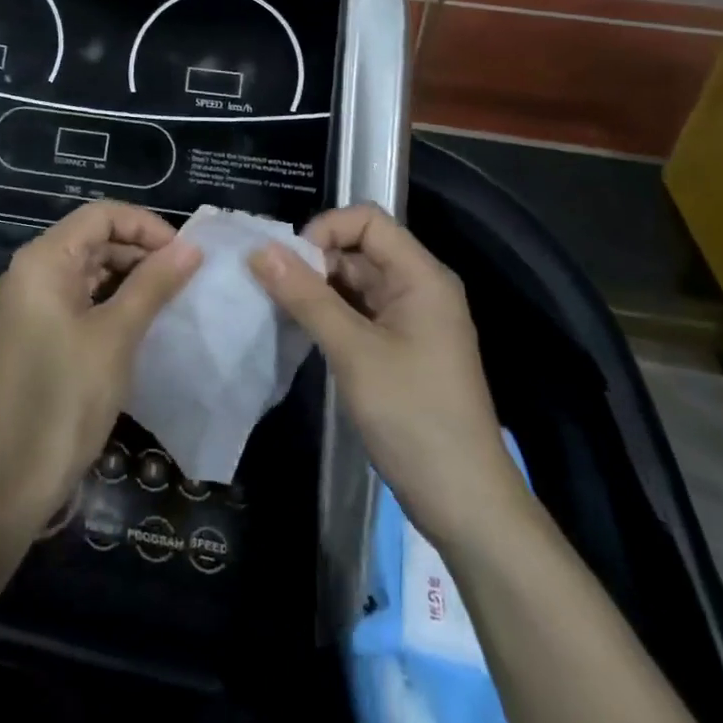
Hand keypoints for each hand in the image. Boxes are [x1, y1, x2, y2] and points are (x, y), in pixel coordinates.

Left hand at [0, 201, 200, 531]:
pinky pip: (80, 301)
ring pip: (88, 271)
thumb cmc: (63, 398)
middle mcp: (32, 272)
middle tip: (186, 280)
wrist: (5, 480)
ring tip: (173, 300)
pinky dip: (112, 304)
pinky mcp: (37, 335)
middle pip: (93, 239)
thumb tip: (192, 247)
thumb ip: (153, 284)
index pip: (101, 215)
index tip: (186, 255)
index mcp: (43, 259)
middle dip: (141, 251)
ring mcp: (32, 305)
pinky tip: (144, 323)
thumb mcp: (116, 336)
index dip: (146, 226)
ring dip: (129, 279)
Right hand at [248, 204, 524, 542]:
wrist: (464, 502)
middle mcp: (418, 288)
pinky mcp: (400, 348)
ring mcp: (410, 320)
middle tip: (273, 289)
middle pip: (359, 248)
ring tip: (279, 308)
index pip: (367, 220)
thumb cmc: (413, 416)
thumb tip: (259, 249)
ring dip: (317, 288)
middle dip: (314, 260)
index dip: (325, 229)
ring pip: (354, 281)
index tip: (289, 263)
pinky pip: (358, 312)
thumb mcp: (353, 351)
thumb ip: (306, 296)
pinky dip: (328, 314)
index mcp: (421, 276)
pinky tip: (300, 331)